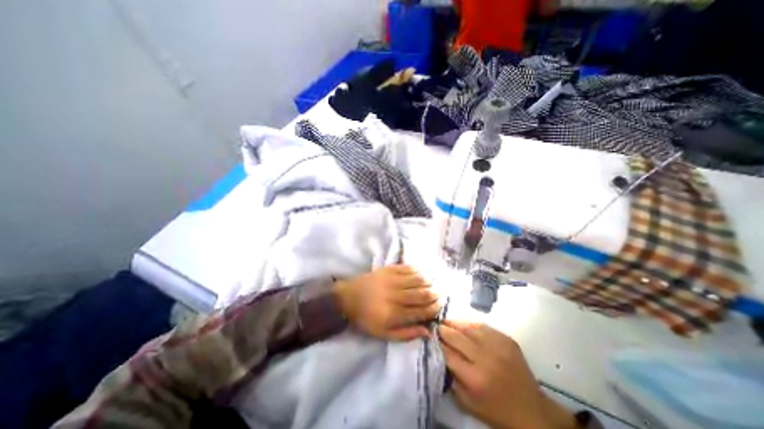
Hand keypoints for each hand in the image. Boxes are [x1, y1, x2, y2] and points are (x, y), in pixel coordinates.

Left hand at [336, 265, 442, 340]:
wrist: (348, 298)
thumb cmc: (366, 318)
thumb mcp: (384, 334)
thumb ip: (407, 334)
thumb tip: (428, 331)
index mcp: (394, 314)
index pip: (422, 311)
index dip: (435, 308)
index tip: (441, 306)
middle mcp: (396, 295)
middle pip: (423, 293)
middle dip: (436, 294)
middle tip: (442, 294)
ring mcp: (392, 280)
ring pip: (418, 279)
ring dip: (430, 282)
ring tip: (435, 284)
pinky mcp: (389, 269)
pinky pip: (408, 268)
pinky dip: (419, 271)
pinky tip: (423, 274)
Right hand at [435, 319, 572, 426]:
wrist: (531, 411)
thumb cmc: (495, 409)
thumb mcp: (467, 402)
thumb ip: (450, 377)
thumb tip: (439, 352)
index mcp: (474, 378)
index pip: (447, 353)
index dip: (437, 343)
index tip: (430, 336)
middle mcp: (485, 359)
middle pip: (456, 337)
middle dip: (443, 330)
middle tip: (436, 326)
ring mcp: (498, 346)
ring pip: (469, 327)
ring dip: (455, 323)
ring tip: (447, 322)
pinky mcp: (507, 339)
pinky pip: (483, 326)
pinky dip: (471, 325)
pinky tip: (465, 326)